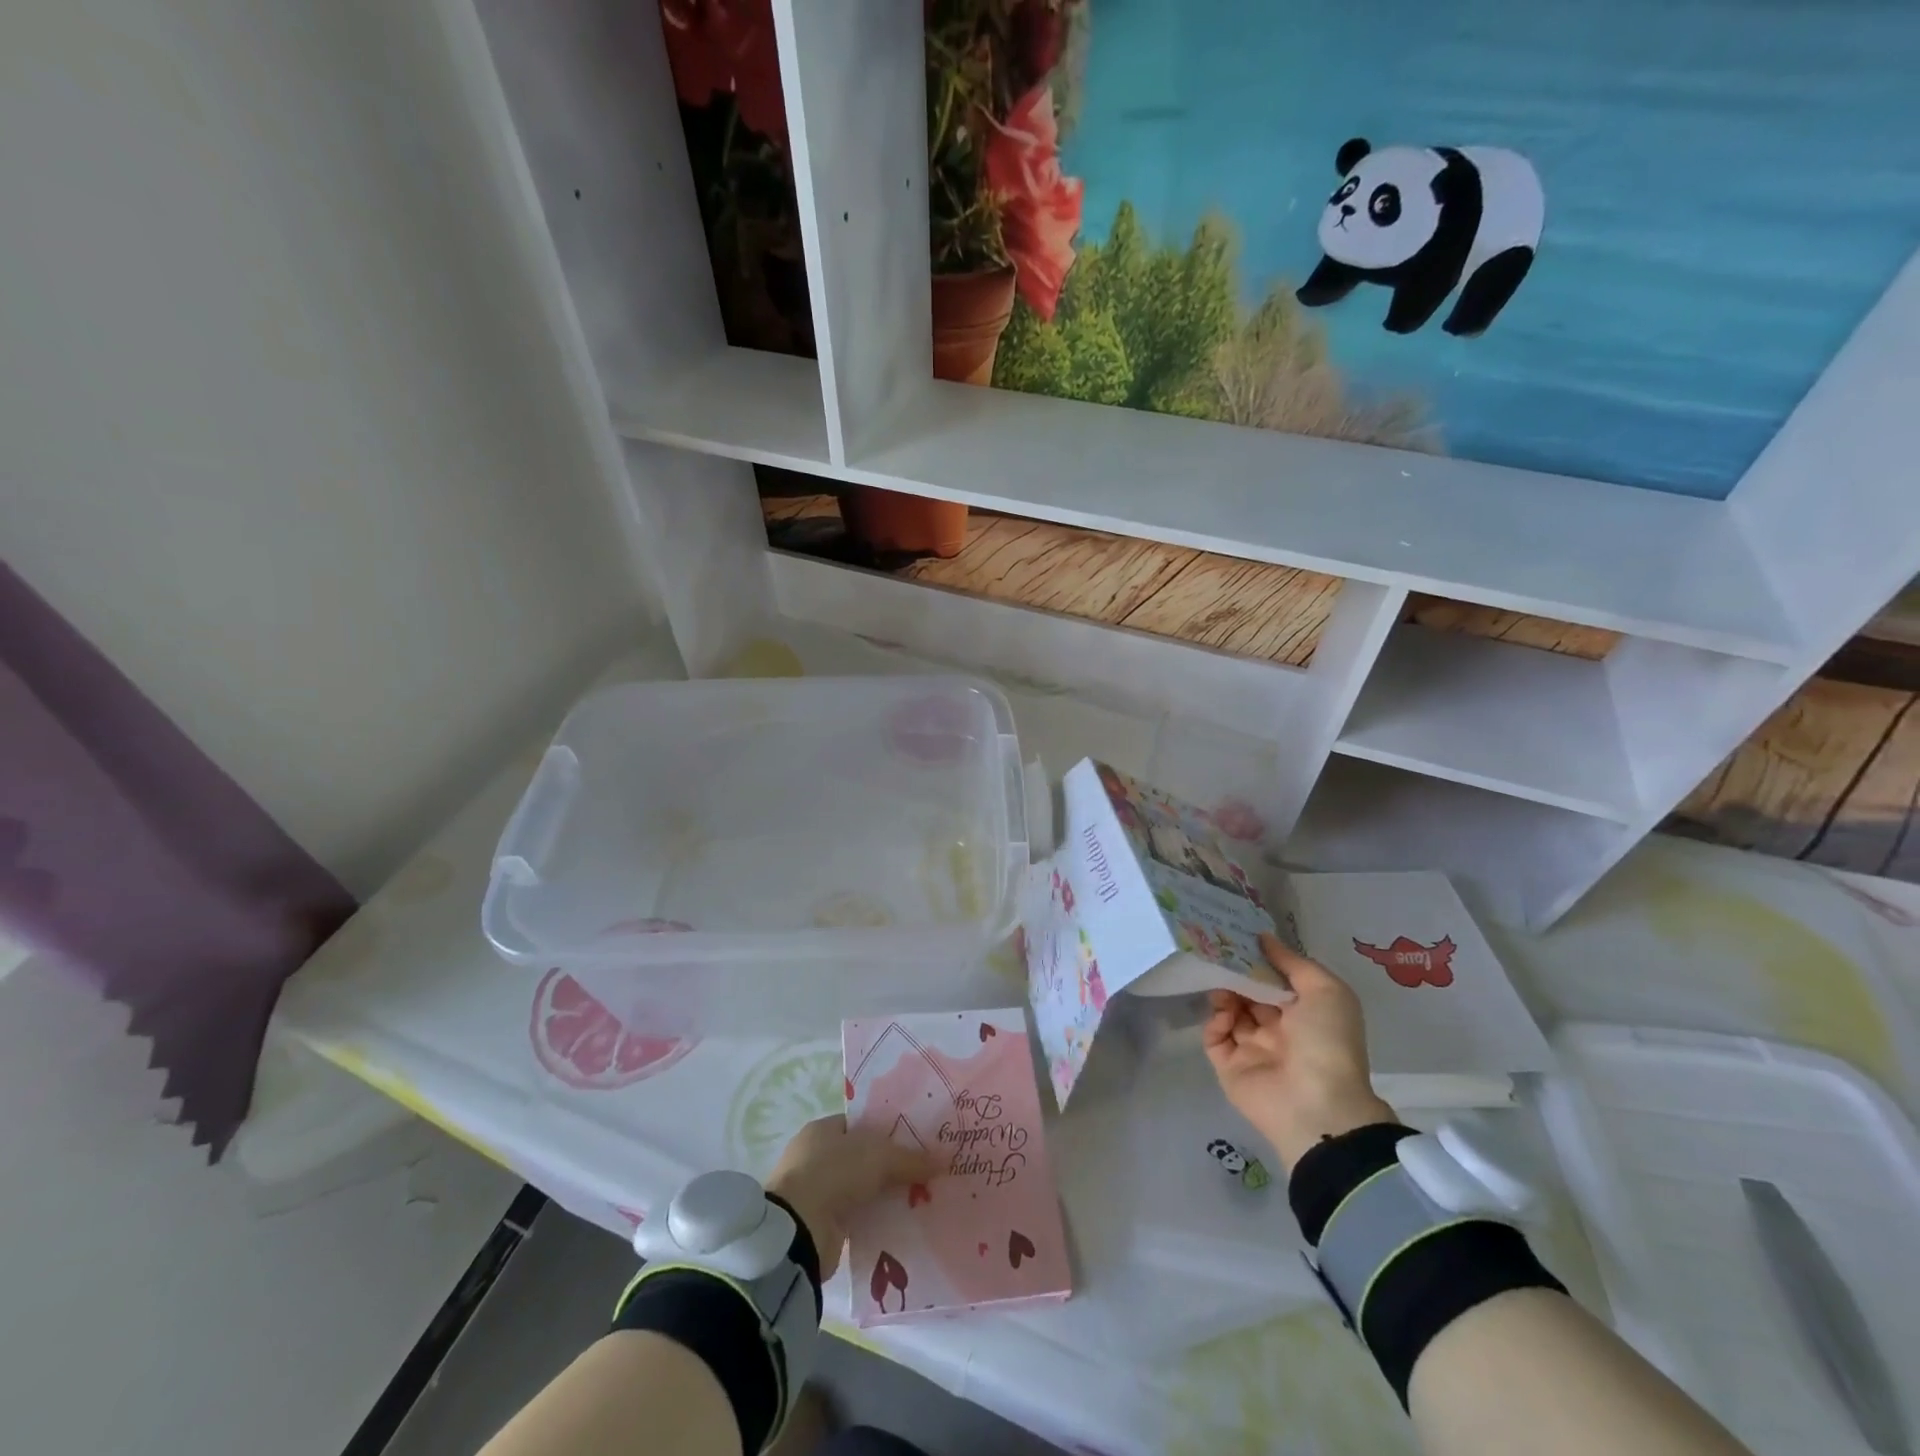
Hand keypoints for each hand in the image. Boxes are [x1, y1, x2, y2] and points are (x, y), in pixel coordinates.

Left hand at [766, 1115, 934, 1279]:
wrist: (797, 1231)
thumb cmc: (834, 1173)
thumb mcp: (879, 1156)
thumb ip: (911, 1158)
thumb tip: (945, 1159)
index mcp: (823, 1129)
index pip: (860, 1125)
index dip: (888, 1131)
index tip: (916, 1142)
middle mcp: (816, 1157)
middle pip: (862, 1158)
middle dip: (889, 1167)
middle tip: (923, 1173)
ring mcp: (815, 1193)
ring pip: (860, 1189)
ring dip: (882, 1196)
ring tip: (918, 1200)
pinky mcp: (820, 1226)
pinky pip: (856, 1218)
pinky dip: (874, 1220)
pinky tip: (899, 1224)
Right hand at [1204, 933, 1397, 1172]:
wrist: (1316, 1103)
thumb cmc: (1327, 1040)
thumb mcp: (1325, 990)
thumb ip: (1293, 962)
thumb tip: (1263, 938)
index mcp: (1305, 1014)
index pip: (1275, 981)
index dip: (1259, 960)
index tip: (1239, 937)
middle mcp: (1279, 1030)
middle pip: (1249, 994)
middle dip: (1235, 974)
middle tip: (1219, 953)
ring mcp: (1252, 1049)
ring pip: (1229, 1012)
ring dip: (1224, 994)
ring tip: (1221, 984)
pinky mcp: (1229, 1066)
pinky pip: (1215, 1037)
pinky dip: (1215, 1021)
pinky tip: (1223, 1014)